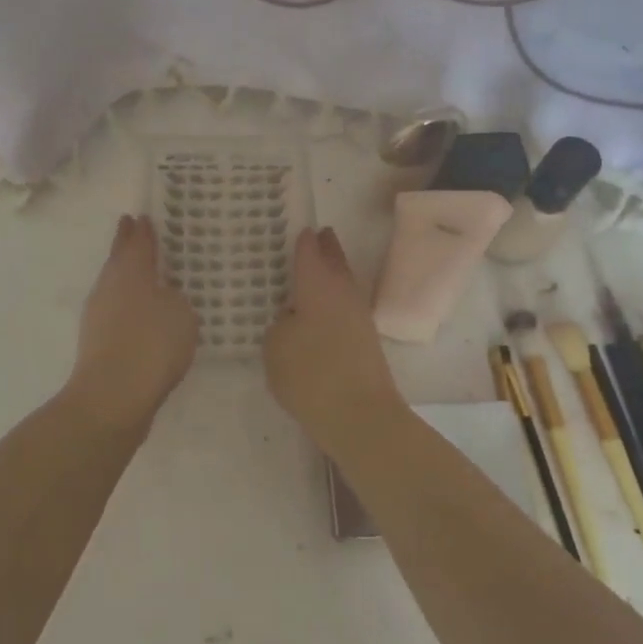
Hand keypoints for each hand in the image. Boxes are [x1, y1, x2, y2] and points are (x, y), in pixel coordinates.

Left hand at [65, 215, 199, 430]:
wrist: (112, 397)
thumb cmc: (151, 344)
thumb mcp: (181, 313)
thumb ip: (176, 298)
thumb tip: (164, 297)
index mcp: (130, 272)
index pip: (137, 242)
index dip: (142, 230)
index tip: (141, 216)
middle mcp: (109, 288)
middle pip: (118, 260)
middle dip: (126, 245)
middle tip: (131, 229)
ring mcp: (98, 316)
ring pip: (114, 285)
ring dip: (126, 276)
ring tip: (142, 273)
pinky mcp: (97, 343)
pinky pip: (115, 312)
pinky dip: (127, 306)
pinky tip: (140, 315)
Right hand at [265, 228, 403, 435]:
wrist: (360, 416)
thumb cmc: (310, 375)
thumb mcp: (275, 346)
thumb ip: (281, 324)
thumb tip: (294, 318)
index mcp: (317, 285)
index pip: (309, 251)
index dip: (303, 239)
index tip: (299, 227)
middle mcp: (342, 292)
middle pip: (335, 261)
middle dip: (327, 247)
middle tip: (319, 234)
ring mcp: (359, 316)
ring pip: (345, 283)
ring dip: (335, 273)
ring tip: (321, 268)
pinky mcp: (367, 340)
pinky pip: (347, 307)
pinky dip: (336, 300)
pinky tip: (324, 310)